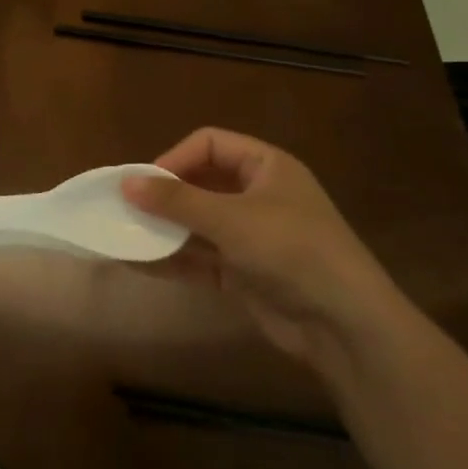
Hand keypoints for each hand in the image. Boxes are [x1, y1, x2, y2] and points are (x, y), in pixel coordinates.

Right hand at [124, 127, 411, 372]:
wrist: (344, 324)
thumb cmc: (292, 251)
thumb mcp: (231, 219)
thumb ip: (177, 201)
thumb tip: (126, 183)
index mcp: (266, 166)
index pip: (210, 144)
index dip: (175, 157)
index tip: (143, 182)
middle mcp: (258, 195)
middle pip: (200, 183)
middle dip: (163, 196)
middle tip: (126, 208)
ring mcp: (251, 235)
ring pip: (196, 223)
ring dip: (163, 229)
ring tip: (123, 235)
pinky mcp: (244, 271)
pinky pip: (200, 257)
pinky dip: (172, 258)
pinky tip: (138, 263)